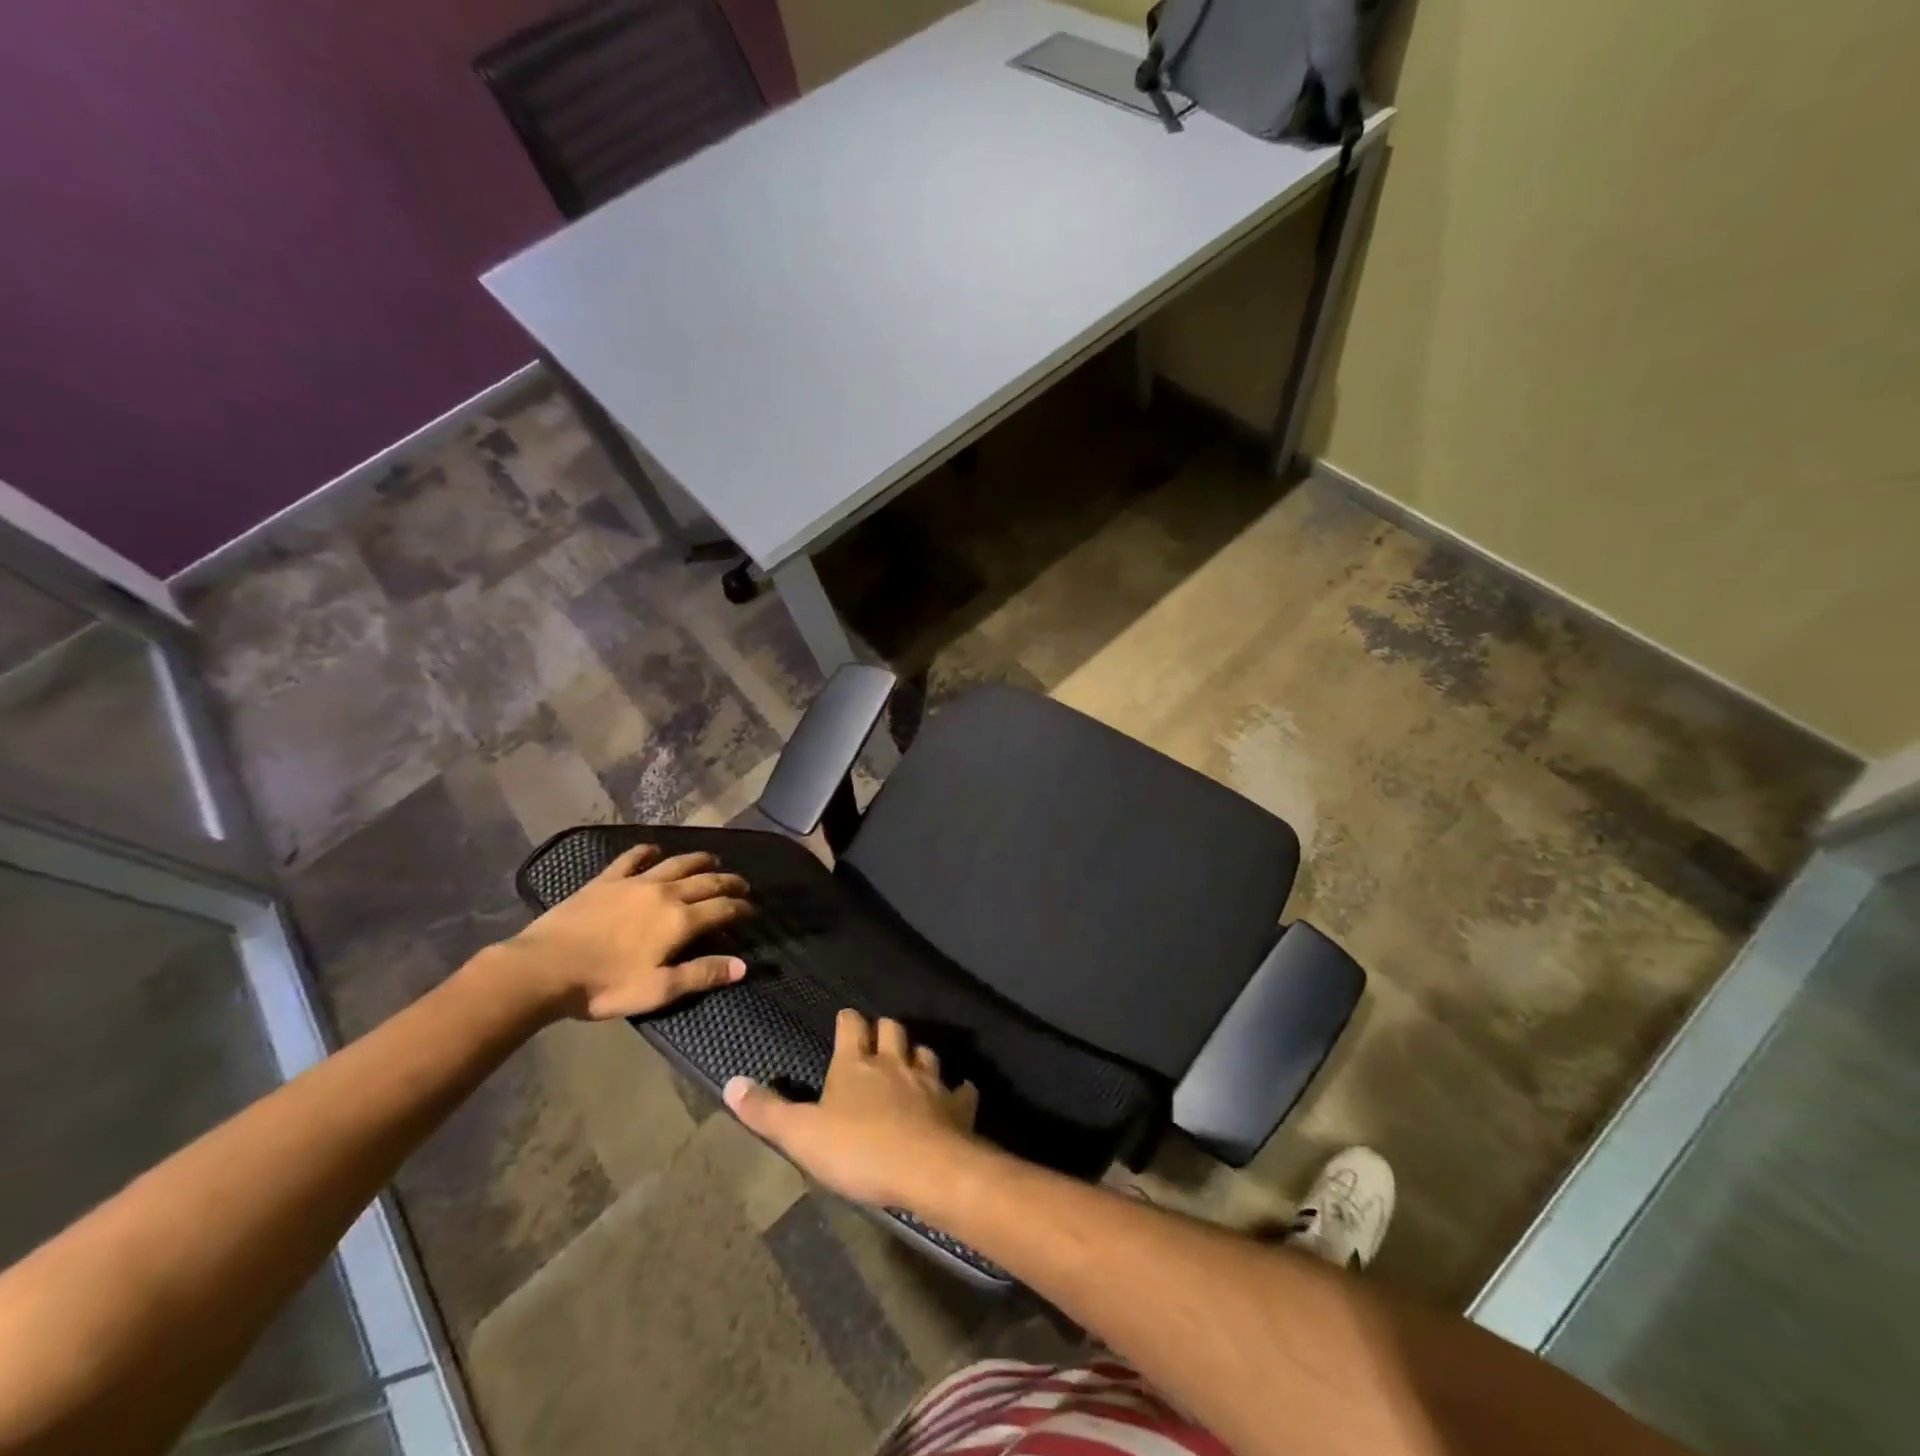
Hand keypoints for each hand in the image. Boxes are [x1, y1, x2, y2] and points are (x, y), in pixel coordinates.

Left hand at [489, 845, 752, 1020]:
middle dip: (729, 882)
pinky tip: (653, 849)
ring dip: (699, 861)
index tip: (752, 911)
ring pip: (677, 863)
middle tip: (742, 884)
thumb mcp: (658, 990)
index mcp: (680, 921)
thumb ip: (702, 975)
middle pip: (706, 881)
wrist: (544, 968)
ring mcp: (635, 882)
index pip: (722, 908)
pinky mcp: (606, 880)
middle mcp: (665, 893)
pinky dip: (647, 851)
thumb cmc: (604, 986)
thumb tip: (743, 966)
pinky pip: (632, 858)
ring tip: (713, 861)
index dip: (741, 908)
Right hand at [725, 1010, 979, 1207]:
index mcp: (856, 1065)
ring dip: (917, 1056)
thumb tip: (731, 1083)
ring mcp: (929, 1080)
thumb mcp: (801, 1135)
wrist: (925, 1168)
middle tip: (877, 1040)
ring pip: (925, 1053)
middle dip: (884, 1030)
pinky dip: (958, 1091)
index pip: (851, 1026)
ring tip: (911, 1065)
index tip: (845, 1020)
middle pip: (892, 1029)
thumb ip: (767, 1111)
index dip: (847, 1021)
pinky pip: (961, 1090)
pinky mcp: (955, 1105)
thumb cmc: (858, 1150)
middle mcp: (894, 1062)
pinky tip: (958, 1094)